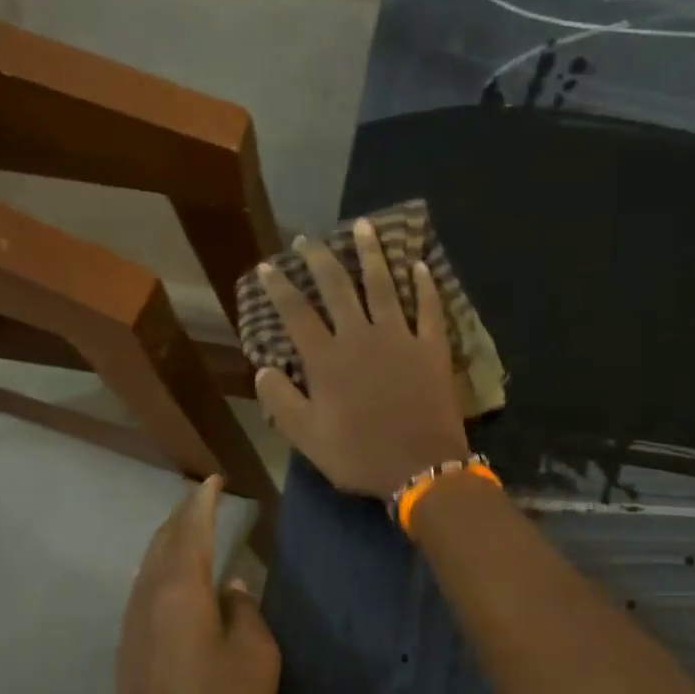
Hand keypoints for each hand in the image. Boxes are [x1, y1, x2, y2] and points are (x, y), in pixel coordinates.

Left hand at [115, 475, 280, 693]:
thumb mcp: (256, 656)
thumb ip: (244, 611)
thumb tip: (231, 587)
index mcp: (180, 592)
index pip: (190, 531)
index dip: (202, 501)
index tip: (214, 479)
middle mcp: (147, 601)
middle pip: (162, 544)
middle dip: (181, 517)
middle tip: (203, 498)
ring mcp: (132, 629)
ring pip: (148, 568)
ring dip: (169, 543)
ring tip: (190, 531)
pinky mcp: (128, 654)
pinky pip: (144, 593)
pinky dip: (161, 572)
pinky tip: (172, 580)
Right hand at [253, 220, 471, 498]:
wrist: (420, 467)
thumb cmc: (359, 455)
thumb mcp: (307, 438)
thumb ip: (281, 401)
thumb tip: (263, 368)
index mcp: (326, 359)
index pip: (296, 313)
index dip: (280, 287)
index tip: (270, 266)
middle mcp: (360, 337)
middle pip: (337, 287)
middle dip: (319, 259)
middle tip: (309, 239)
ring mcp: (399, 337)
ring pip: (382, 285)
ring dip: (372, 253)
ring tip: (363, 226)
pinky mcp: (432, 347)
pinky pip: (428, 307)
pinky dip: (424, 284)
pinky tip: (419, 264)